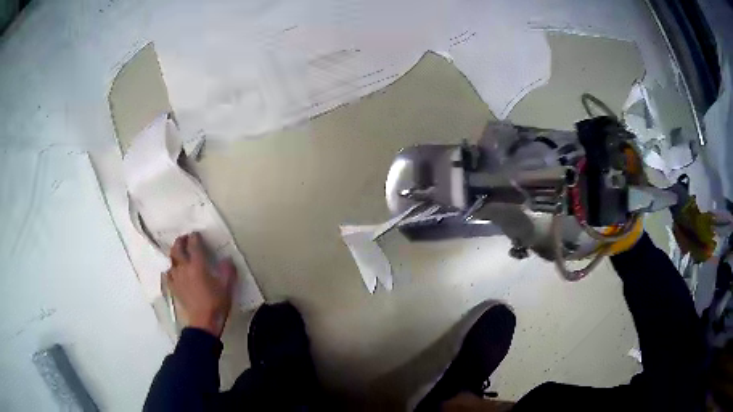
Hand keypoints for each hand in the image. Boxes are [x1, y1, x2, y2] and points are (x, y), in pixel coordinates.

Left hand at [166, 233, 236, 336]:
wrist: (203, 322)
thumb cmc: (216, 303)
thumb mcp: (227, 286)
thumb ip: (228, 270)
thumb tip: (227, 259)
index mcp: (197, 265)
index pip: (193, 245)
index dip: (194, 237)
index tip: (196, 234)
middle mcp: (184, 268)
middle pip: (177, 248)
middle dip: (180, 241)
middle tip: (185, 239)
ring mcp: (176, 278)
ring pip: (171, 260)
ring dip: (174, 253)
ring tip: (178, 253)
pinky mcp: (173, 287)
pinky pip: (168, 274)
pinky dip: (170, 269)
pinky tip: (173, 271)